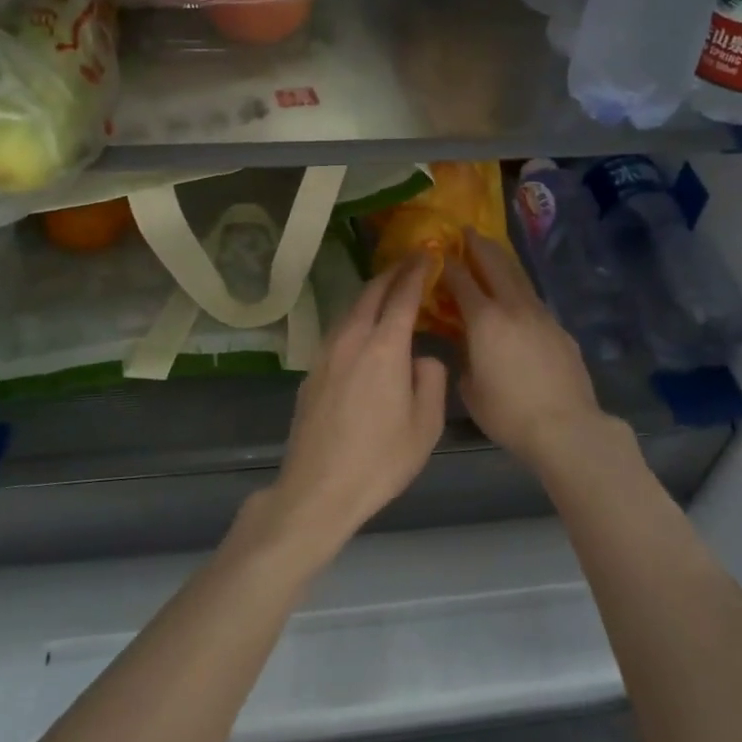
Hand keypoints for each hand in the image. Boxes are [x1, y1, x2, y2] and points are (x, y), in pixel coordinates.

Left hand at [263, 256, 448, 558]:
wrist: (318, 489)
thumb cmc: (380, 460)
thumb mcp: (426, 425)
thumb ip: (430, 380)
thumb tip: (421, 358)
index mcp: (384, 348)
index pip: (403, 296)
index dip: (417, 271)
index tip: (428, 253)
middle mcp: (352, 340)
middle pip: (370, 293)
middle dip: (392, 274)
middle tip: (409, 263)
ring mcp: (326, 354)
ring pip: (350, 310)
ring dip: (371, 294)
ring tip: (388, 291)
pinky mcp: (311, 372)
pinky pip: (338, 331)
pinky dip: (356, 318)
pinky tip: (363, 330)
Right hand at [445, 230, 612, 470]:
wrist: (565, 426)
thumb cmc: (508, 413)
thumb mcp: (470, 388)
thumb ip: (464, 356)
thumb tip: (467, 342)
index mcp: (485, 320)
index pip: (461, 280)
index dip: (448, 263)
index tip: (438, 251)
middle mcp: (513, 307)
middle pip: (494, 264)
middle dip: (478, 245)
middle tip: (466, 230)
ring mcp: (540, 315)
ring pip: (518, 277)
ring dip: (502, 260)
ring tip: (491, 250)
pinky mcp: (559, 328)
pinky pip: (533, 299)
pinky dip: (519, 287)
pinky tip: (515, 295)